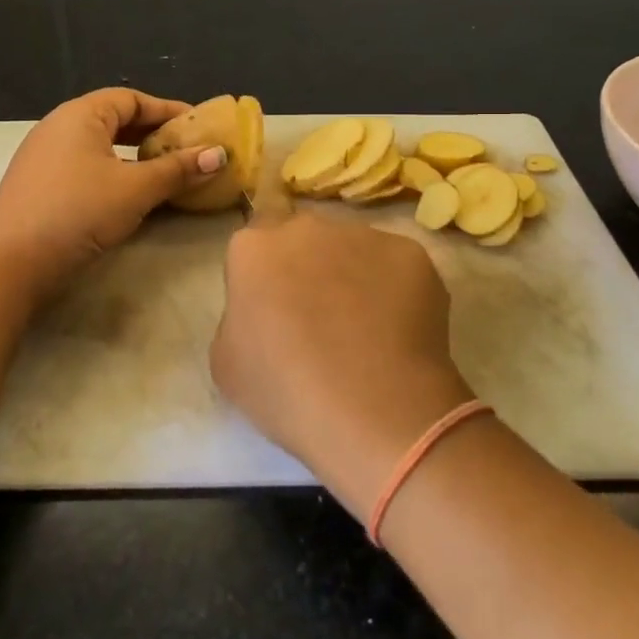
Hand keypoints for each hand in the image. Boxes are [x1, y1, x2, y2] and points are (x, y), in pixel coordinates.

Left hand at [0, 87, 226, 293]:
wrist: (9, 262)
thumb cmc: (77, 211)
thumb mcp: (136, 189)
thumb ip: (178, 170)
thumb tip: (219, 154)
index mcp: (81, 115)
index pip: (131, 98)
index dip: (166, 110)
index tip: (197, 125)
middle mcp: (60, 127)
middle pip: (114, 119)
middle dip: (151, 133)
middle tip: (185, 149)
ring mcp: (44, 157)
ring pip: (100, 146)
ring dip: (133, 156)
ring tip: (163, 172)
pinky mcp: (38, 186)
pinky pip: (85, 167)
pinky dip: (113, 173)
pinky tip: (128, 195)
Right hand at [213, 210, 471, 519]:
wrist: (375, 411)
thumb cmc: (287, 393)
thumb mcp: (227, 363)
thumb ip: (239, 315)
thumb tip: (263, 309)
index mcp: (255, 248)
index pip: (255, 241)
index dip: (266, 272)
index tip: (274, 306)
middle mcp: (307, 227)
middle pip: (304, 238)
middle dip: (308, 265)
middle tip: (318, 316)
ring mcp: (363, 235)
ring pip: (352, 249)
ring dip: (352, 275)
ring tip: (365, 329)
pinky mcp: (410, 253)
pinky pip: (394, 266)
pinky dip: (394, 289)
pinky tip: (396, 332)